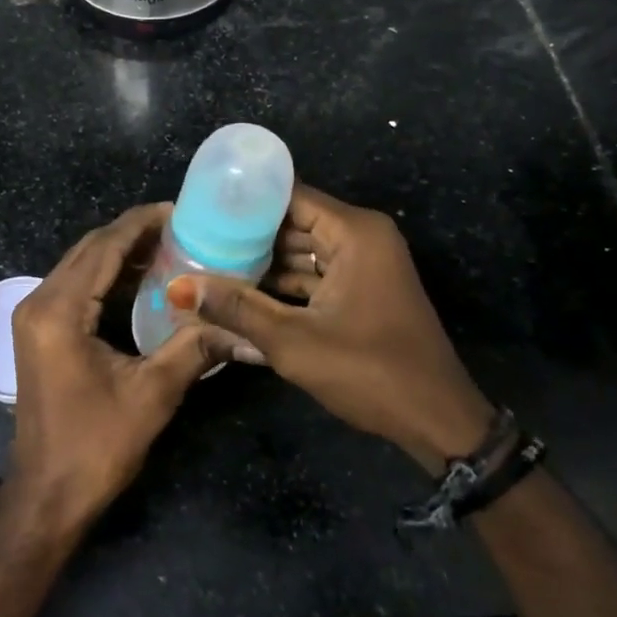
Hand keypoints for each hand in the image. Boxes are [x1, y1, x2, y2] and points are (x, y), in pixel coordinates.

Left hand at [8, 204, 231, 533]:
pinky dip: (107, 276)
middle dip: (133, 233)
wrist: (46, 496)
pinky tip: (141, 280)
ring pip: (81, 265)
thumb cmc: (95, 446)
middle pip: (89, 249)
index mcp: (60, 311)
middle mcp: (40, 302)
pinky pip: (76, 286)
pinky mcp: (40, 331)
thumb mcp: (152, 394)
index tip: (180, 210)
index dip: (141, 224)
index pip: (104, 247)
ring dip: (120, 253)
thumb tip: (246, 330)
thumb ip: (195, 349)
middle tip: (181, 228)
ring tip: (169, 247)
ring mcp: (34, 316)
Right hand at [170, 185, 496, 473]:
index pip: (289, 195)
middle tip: (197, 236)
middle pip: (294, 221)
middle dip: (248, 232)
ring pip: (303, 249)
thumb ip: (236, 308)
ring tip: (210, 261)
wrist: (438, 421)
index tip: (200, 204)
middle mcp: (362, 236)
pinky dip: (285, 282)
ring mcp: (365, 263)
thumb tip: (179, 288)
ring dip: (264, 261)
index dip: (245, 199)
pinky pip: (316, 272)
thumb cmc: (369, 372)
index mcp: (354, 231)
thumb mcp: (293, 341)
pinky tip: (243, 292)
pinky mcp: (363, 289)